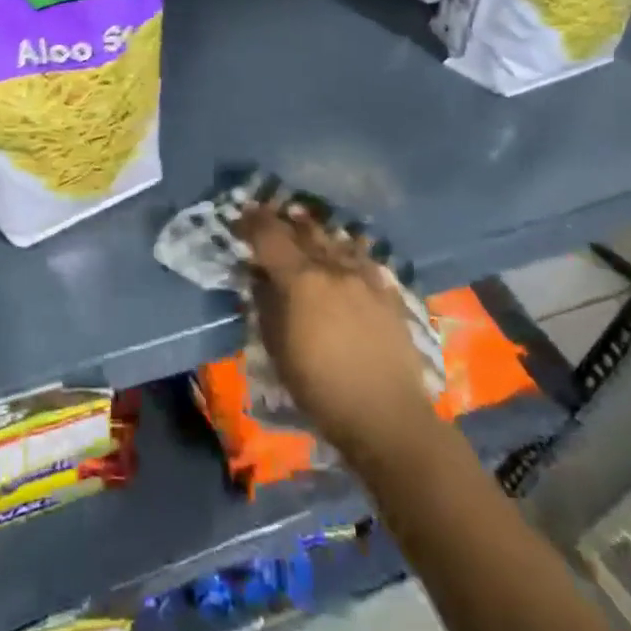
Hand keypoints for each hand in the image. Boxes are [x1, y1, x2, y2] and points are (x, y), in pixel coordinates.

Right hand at [236, 201, 439, 459]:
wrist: (386, 415)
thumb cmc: (319, 388)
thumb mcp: (276, 348)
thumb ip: (265, 304)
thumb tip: (259, 278)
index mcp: (300, 279)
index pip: (269, 235)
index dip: (253, 221)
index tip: (242, 215)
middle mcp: (332, 267)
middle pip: (303, 230)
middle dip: (283, 220)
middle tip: (268, 217)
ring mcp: (364, 277)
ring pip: (335, 239)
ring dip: (315, 231)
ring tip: (303, 226)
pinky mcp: (388, 292)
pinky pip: (362, 258)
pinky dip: (345, 250)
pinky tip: (343, 253)